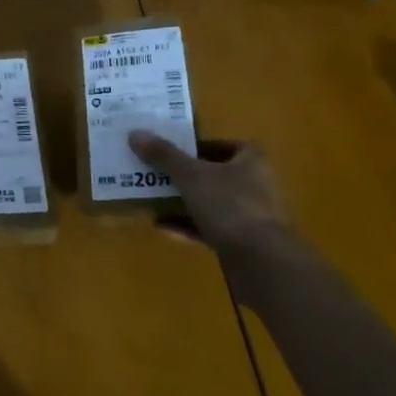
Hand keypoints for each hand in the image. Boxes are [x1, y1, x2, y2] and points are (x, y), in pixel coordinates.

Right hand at [126, 132, 289, 257]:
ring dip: (183, 202)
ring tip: (152, 199)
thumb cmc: (229, 205)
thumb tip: (135, 133)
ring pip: (210, 202)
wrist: (260, 261)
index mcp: (251, 161)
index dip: (199, 146)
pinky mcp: (242, 243)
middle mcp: (255, 185)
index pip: (225, 144)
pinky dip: (187, 226)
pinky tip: (162, 227)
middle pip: (214, 174)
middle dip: (185, 175)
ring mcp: (250, 216)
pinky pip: (209, 228)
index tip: (173, 151)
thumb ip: (163, 155)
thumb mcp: (190, 175)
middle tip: (155, 174)